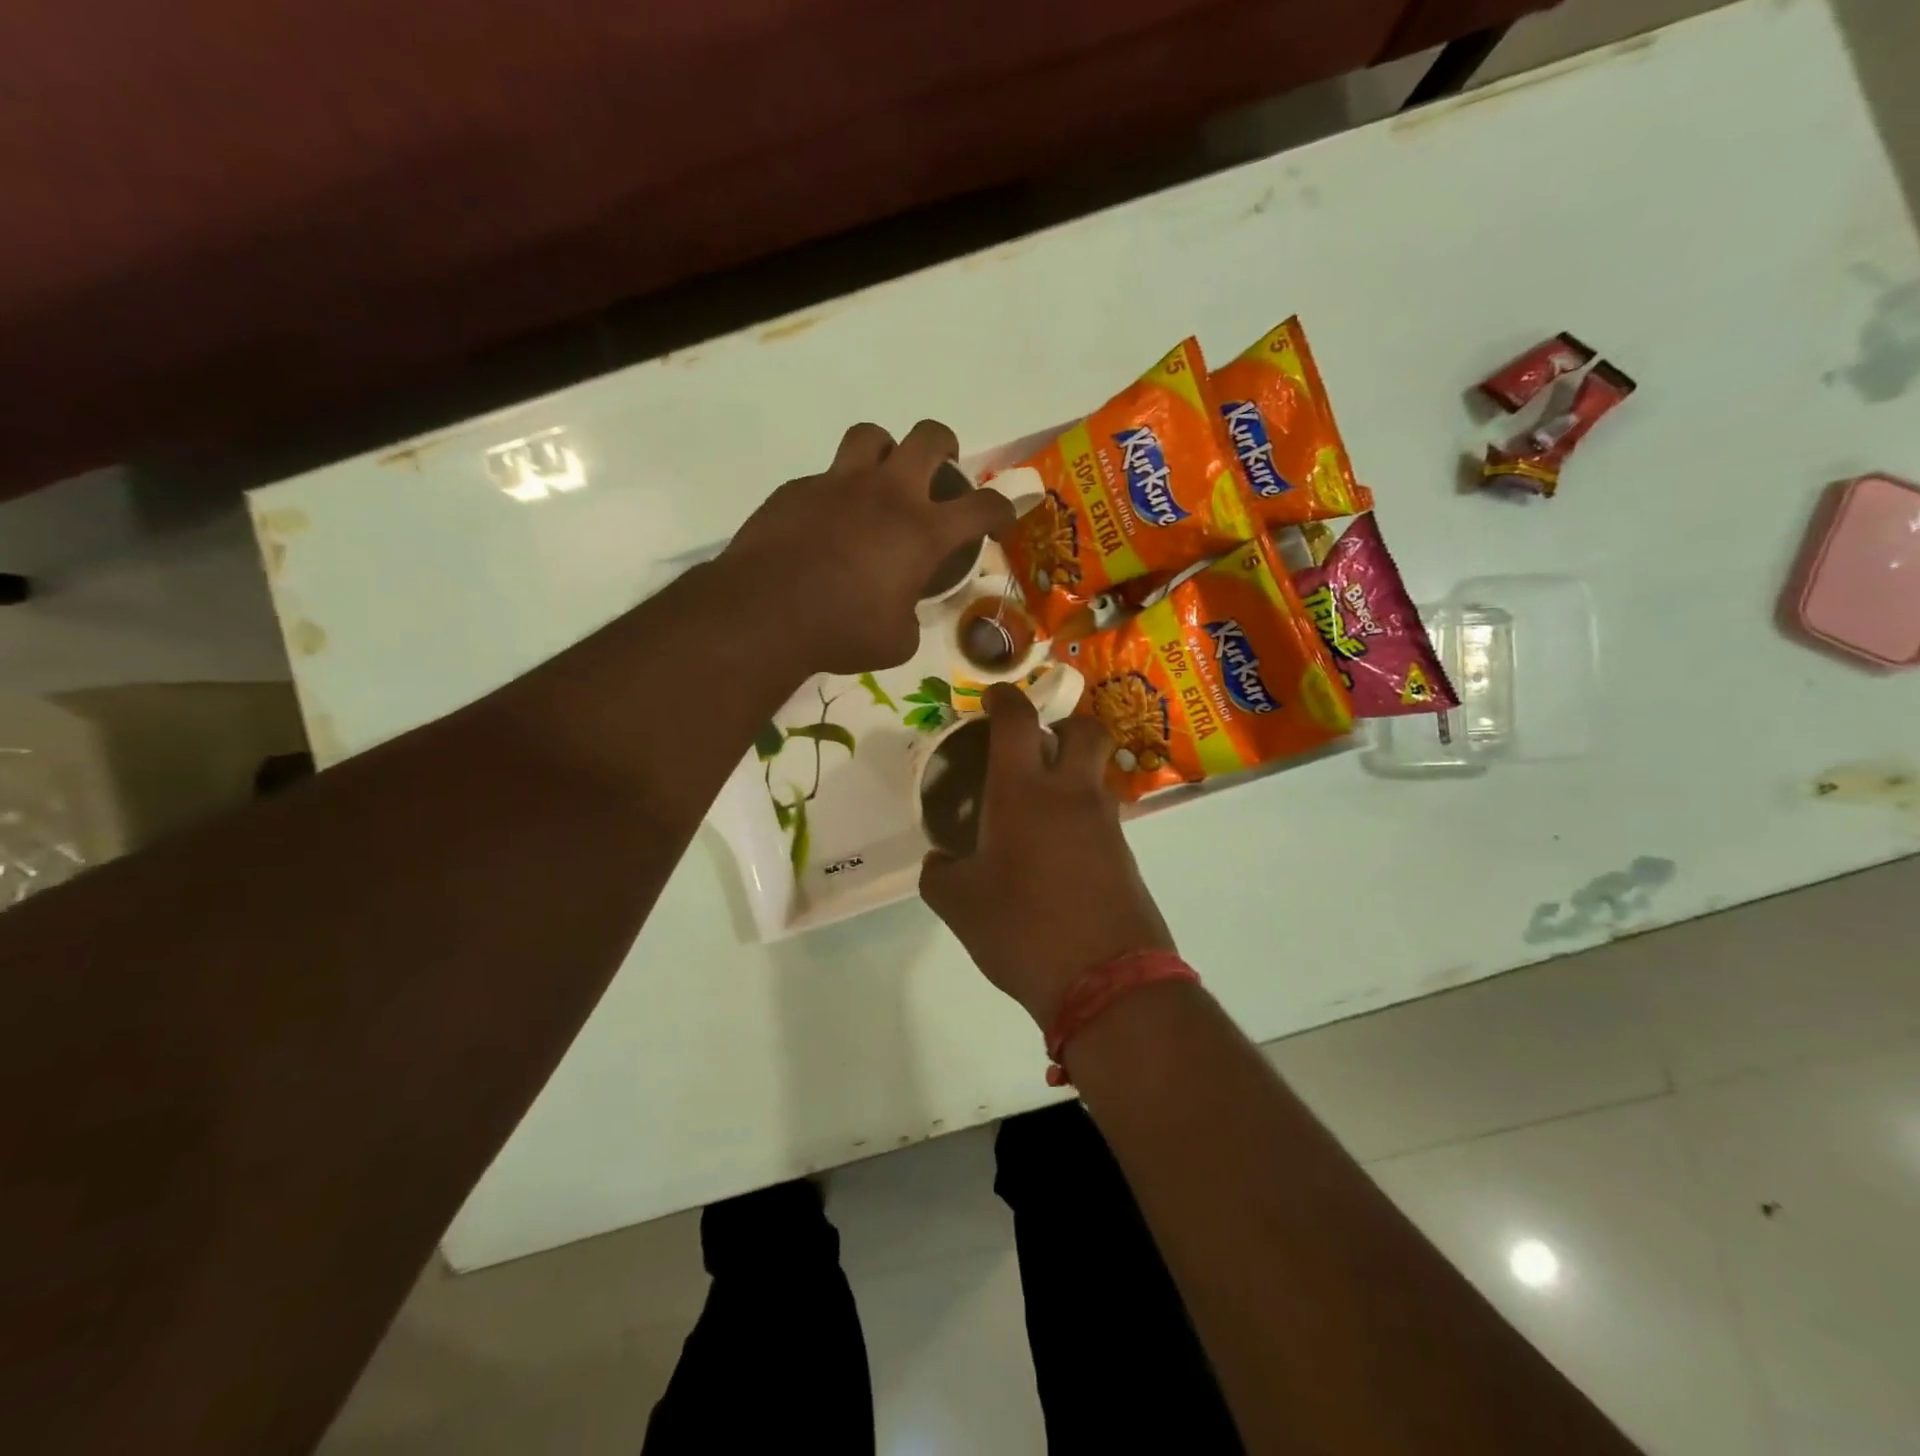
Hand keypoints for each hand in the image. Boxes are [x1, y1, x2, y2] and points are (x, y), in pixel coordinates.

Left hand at [721, 420, 1014, 675]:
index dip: (1002, 509)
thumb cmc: (841, 632)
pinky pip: (825, 477)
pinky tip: (827, 524)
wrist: (764, 614)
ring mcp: (838, 484)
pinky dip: (837, 493)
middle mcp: (886, 494)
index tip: (1002, 518)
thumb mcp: (897, 641)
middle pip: (929, 437)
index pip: (982, 506)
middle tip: (942, 468)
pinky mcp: (797, 489)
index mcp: (922, 531)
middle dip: (945, 446)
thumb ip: (911, 617)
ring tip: (882, 478)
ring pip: (872, 436)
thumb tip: (904, 611)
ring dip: (886, 451)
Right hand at [920, 685, 1175, 1028]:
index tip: (993, 697)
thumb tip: (940, 859)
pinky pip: (1102, 815)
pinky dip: (1080, 815)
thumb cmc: (1022, 930)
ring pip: (1096, 773)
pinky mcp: (1126, 854)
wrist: (1106, 981)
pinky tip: (1055, 849)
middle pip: (1084, 729)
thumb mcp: (959, 904)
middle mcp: (1071, 794)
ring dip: (1072, 773)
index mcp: (1023, 792)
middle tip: (1035, 746)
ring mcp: (1105, 823)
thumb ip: (940, 872)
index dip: (1004, 697)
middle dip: (1063, 724)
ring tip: (1037, 806)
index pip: (1018, 720)